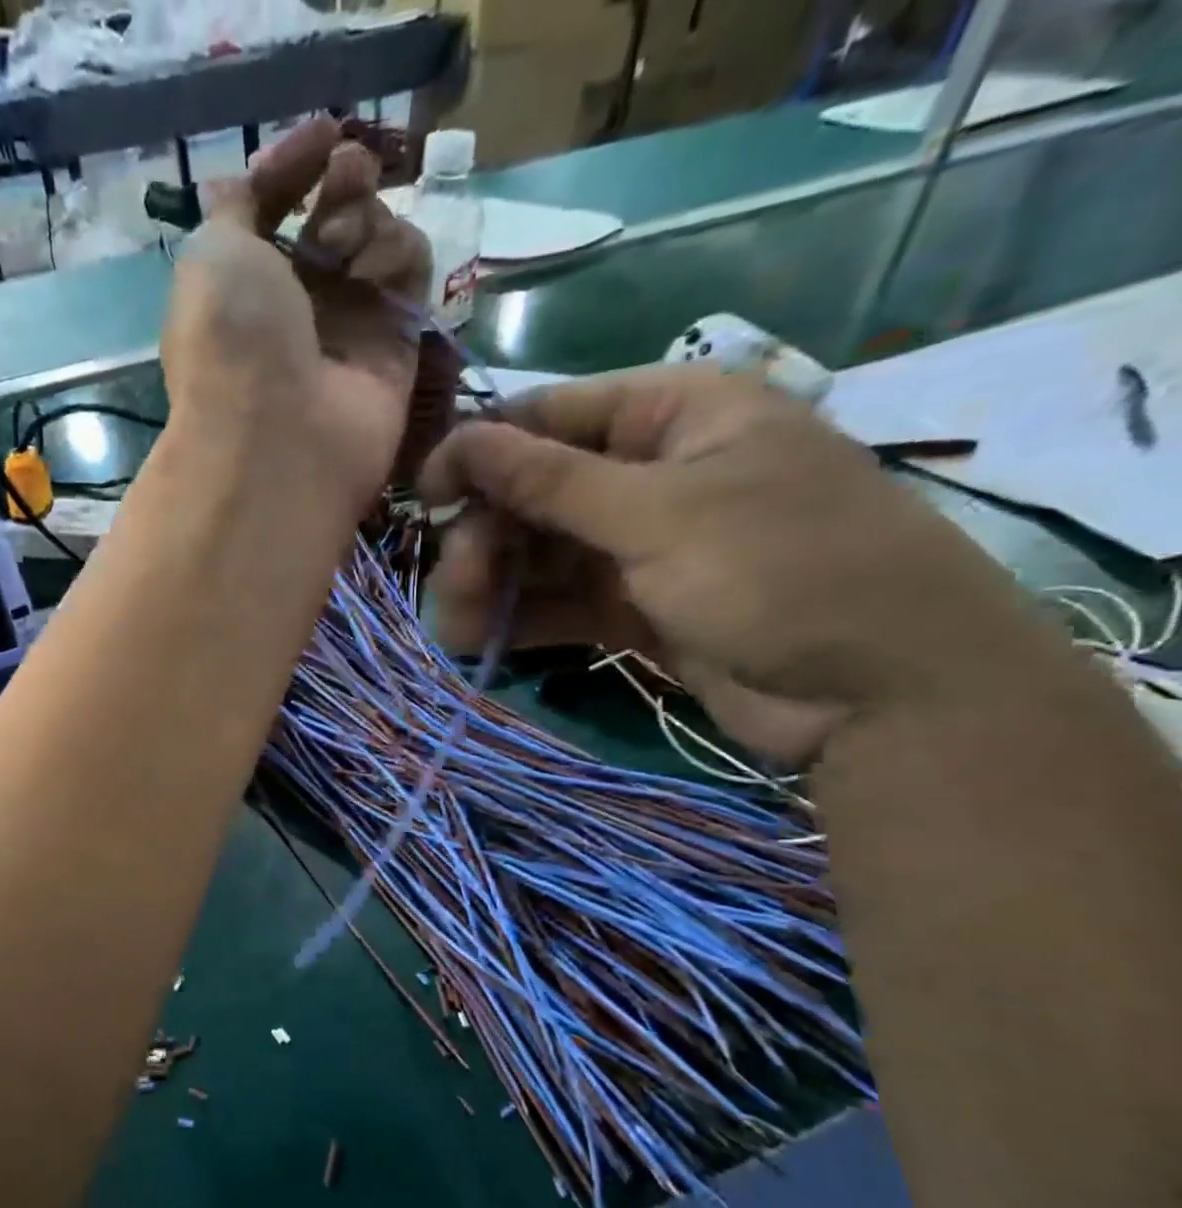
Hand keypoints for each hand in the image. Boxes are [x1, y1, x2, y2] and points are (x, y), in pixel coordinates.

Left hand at [160, 117, 431, 522]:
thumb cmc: (233, 339)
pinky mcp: (396, 346)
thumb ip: (240, 205)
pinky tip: (372, 274)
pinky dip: (397, 255)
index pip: (277, 210)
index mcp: (243, 289)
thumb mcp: (213, 253)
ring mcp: (348, 328)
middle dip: (341, 183)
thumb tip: (263, 177)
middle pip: (333, 218)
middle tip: (343, 178)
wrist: (279, 438)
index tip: (325, 133)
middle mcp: (297, 308)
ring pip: (377, 238)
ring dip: (366, 219)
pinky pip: (411, 273)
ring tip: (345, 245)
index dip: (297, 166)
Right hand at [420, 366, 1046, 766]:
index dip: (482, 450)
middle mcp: (654, 472)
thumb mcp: (659, 515)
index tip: (424, 496)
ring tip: (457, 628)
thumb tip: (460, 439)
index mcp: (676, 415)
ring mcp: (645, 545)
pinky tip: (480, 643)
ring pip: (543, 553)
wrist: (879, 696)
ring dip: (493, 586)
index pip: (553, 415)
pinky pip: (561, 602)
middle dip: (487, 537)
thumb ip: (550, 481)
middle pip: (538, 492)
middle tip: (451, 583)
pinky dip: (521, 620)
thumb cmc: (781, 572)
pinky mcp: (637, 607)